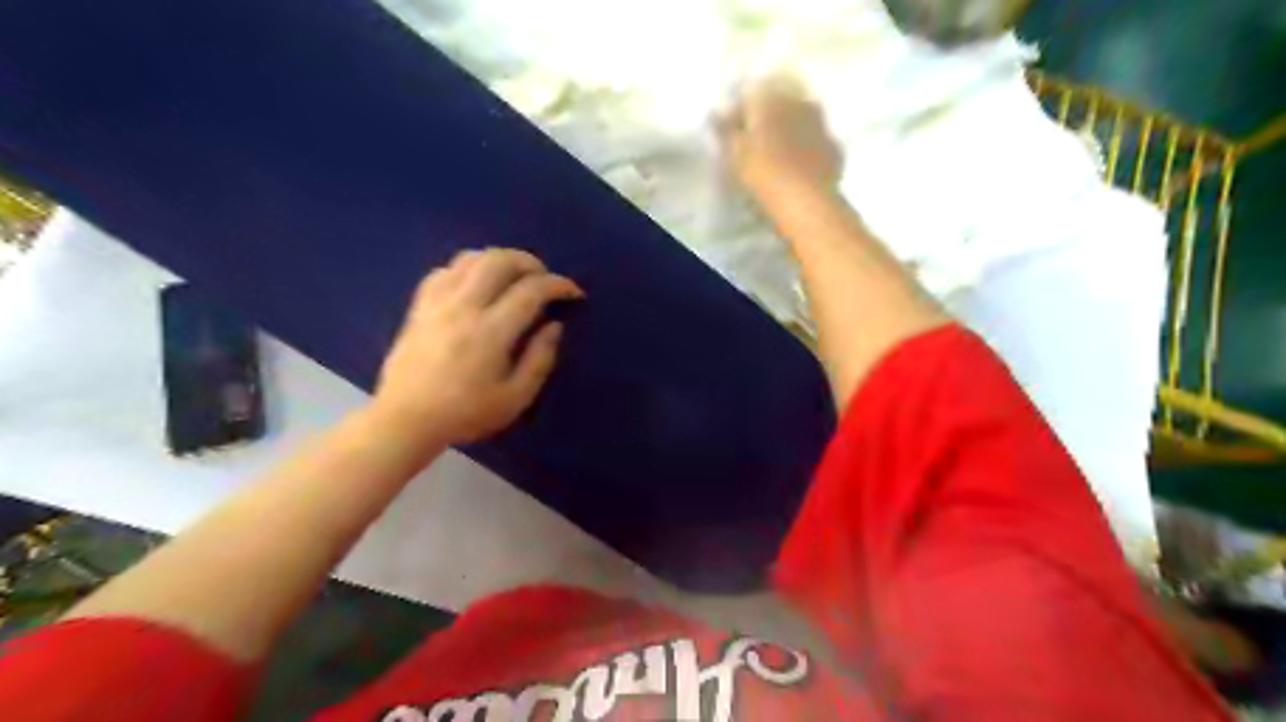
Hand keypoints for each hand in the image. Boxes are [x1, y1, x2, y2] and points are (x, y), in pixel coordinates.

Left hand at [370, 252, 584, 448]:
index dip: (558, 285)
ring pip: (471, 258)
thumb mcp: (516, 398)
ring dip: (500, 260)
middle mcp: (464, 306)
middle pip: (499, 260)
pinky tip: (476, 284)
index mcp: (490, 331)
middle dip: (530, 263)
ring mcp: (437, 302)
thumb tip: (554, 325)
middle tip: (545, 280)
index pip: (531, 290)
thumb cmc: (466, 414)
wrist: (406, 420)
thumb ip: (540, 359)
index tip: (574, 293)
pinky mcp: (420, 306)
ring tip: (514, 278)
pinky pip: (445, 270)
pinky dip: (468, 268)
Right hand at [719, 77, 850, 207]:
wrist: (806, 200)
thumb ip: (725, 131)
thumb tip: (716, 114)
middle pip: (779, 105)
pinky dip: (807, 151)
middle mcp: (799, 102)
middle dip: (766, 120)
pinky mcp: (834, 148)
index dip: (738, 114)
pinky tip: (799, 169)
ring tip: (778, 157)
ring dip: (789, 133)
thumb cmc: (763, 172)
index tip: (730, 134)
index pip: (749, 96)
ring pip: (801, 121)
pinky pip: (816, 143)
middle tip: (754, 144)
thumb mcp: (735, 153)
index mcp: (771, 98)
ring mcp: (821, 123)